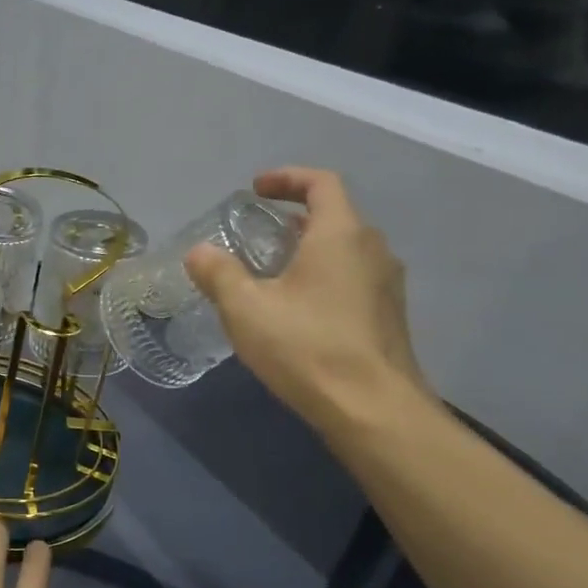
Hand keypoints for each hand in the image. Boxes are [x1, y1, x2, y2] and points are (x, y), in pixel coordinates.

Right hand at [185, 167, 431, 434]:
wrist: (372, 409)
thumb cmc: (306, 347)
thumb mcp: (245, 308)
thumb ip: (218, 273)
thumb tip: (199, 252)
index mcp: (340, 235)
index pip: (321, 183)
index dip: (287, 178)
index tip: (255, 189)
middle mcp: (372, 250)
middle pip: (334, 217)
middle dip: (293, 219)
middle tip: (256, 235)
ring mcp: (386, 285)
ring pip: (344, 251)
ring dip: (307, 251)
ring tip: (270, 274)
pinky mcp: (388, 317)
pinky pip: (352, 279)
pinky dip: (322, 278)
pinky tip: (295, 311)